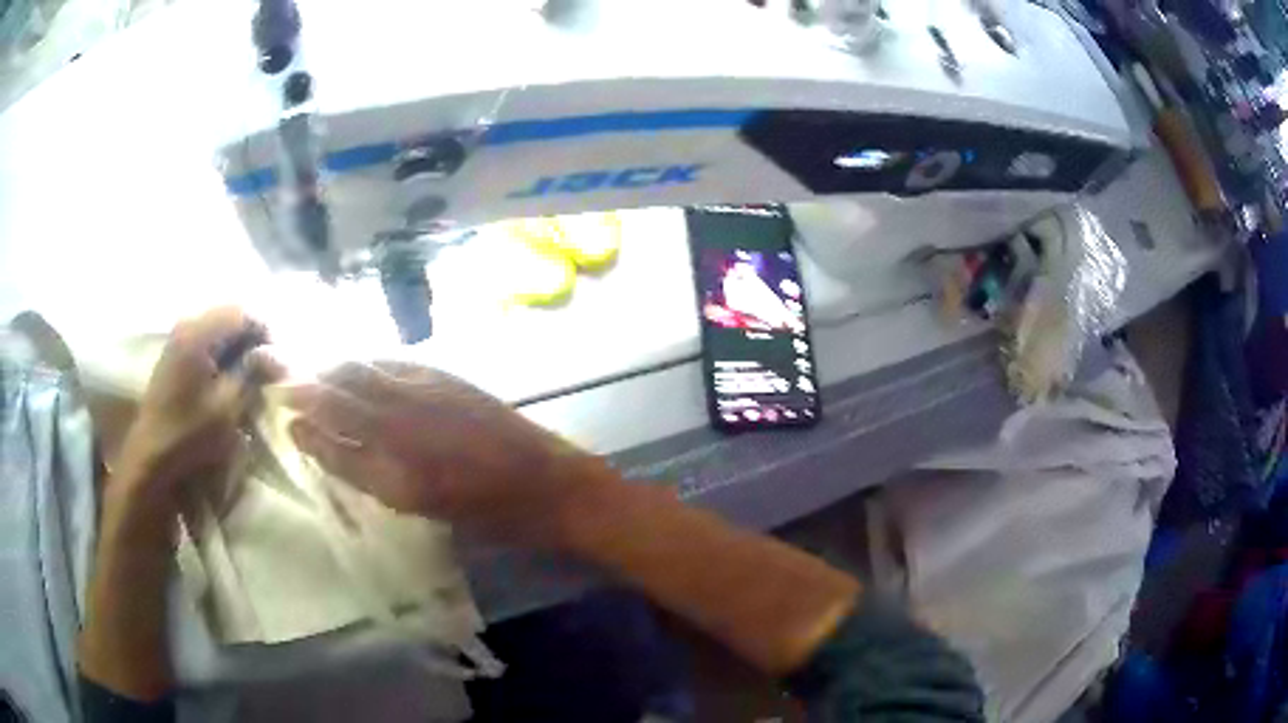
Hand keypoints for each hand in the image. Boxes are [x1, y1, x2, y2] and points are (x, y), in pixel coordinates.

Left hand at [114, 307, 271, 511]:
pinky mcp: (173, 355)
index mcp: (198, 332)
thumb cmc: (189, 434)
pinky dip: (221, 354)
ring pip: (217, 329)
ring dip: (236, 347)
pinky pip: (204, 341)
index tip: (278, 360)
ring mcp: (177, 339)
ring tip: (248, 374)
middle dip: (251, 338)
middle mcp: (186, 325)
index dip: (265, 332)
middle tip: (266, 367)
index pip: (242, 313)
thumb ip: (251, 374)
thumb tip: (274, 355)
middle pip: (229, 316)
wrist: (151, 458)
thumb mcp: (227, 408)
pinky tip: (227, 378)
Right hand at [283, 363, 616, 547]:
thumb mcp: (421, 506)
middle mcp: (403, 420)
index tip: (283, 414)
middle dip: (305, 382)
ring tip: (311, 370)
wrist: (547, 483)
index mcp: (396, 466)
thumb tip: (328, 444)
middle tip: (277, 374)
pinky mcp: (446, 377)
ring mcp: (425, 391)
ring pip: (363, 370)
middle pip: (340, 391)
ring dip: (332, 369)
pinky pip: (393, 363)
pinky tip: (359, 366)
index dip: (304, 423)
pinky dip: (367, 363)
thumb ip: (370, 473)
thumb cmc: (487, 512)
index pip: (332, 434)